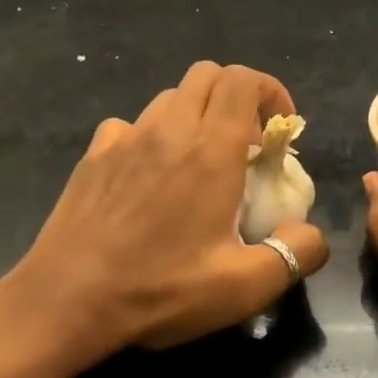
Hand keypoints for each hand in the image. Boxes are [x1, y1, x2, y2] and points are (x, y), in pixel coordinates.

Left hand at [0, 62, 329, 372]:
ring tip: (201, 161)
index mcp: (210, 150)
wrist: (65, 302)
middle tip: (246, 143)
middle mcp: (168, 129)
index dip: (271, 91)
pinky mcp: (94, 156)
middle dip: (237, 96)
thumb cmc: (160, 290)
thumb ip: (296, 254)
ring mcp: (125, 138)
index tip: (280, 130)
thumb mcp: (244, 287)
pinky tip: (150, 177)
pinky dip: (153, 136)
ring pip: (169, 97)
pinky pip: (131, 126)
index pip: (244, 80)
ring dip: (196, 115)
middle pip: (208, 75)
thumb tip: (312, 233)